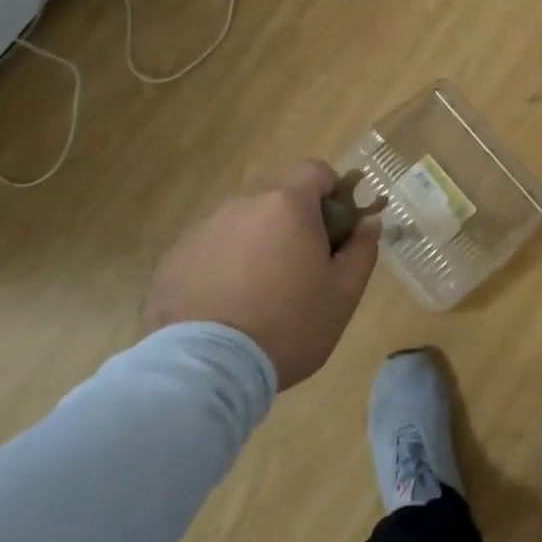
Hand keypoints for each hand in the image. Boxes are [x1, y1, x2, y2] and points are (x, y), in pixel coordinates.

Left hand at [146, 161, 380, 389]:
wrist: (206, 370)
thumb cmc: (289, 326)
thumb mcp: (344, 294)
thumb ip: (362, 250)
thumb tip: (369, 222)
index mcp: (288, 206)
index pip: (315, 171)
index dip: (331, 193)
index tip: (336, 229)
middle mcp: (243, 206)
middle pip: (278, 202)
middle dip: (293, 226)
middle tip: (300, 273)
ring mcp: (202, 231)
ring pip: (243, 227)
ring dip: (257, 247)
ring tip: (258, 297)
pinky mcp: (172, 260)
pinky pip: (210, 252)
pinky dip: (222, 269)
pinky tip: (225, 309)